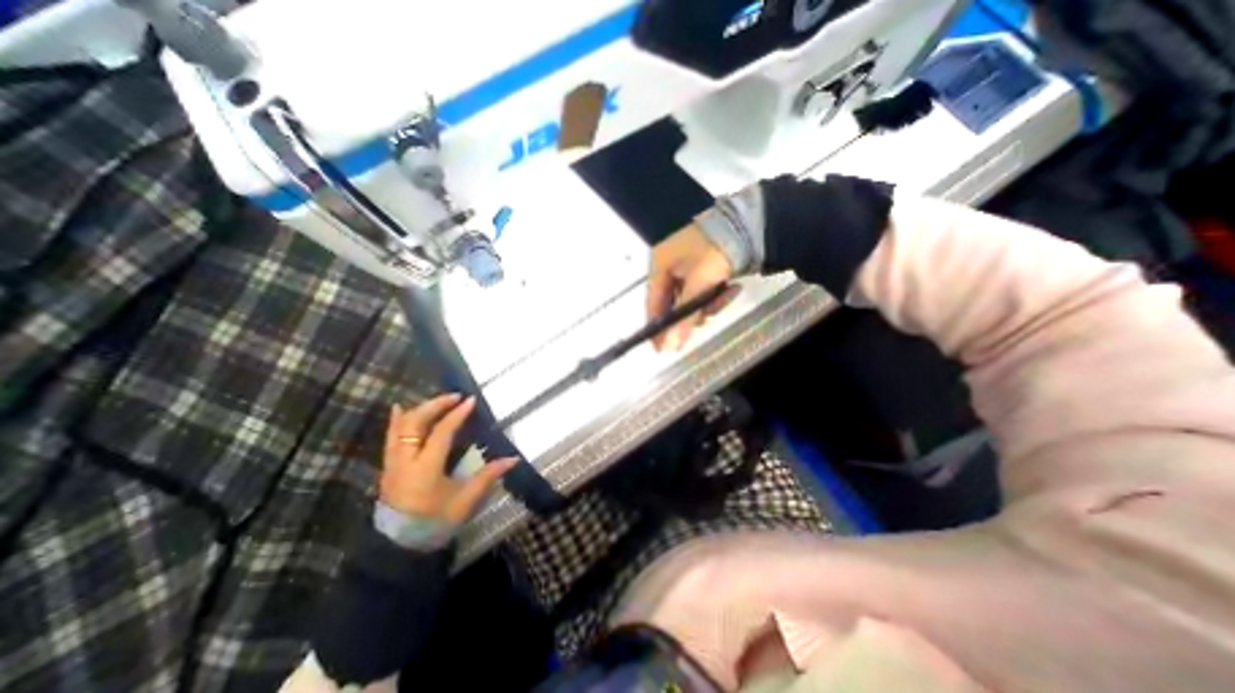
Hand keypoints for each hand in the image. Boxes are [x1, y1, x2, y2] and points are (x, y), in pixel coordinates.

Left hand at [376, 392, 512, 522]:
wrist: (400, 545)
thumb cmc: (435, 521)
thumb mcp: (465, 500)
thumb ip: (488, 476)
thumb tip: (513, 459)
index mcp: (425, 468)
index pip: (441, 433)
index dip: (456, 414)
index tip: (470, 400)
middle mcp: (405, 461)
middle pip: (416, 423)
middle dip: (436, 405)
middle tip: (455, 397)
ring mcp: (392, 463)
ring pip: (400, 427)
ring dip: (420, 409)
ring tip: (438, 400)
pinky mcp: (387, 467)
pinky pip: (389, 437)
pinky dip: (396, 421)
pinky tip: (400, 408)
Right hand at [649, 221, 734, 351]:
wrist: (750, 223)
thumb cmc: (715, 251)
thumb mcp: (700, 285)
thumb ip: (685, 317)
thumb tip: (671, 347)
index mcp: (660, 265)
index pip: (653, 303)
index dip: (656, 327)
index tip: (661, 349)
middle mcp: (669, 266)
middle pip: (673, 302)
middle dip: (690, 314)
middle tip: (703, 323)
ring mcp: (687, 265)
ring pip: (691, 297)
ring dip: (708, 303)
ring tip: (725, 296)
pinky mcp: (704, 266)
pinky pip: (704, 289)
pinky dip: (716, 293)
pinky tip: (732, 288)